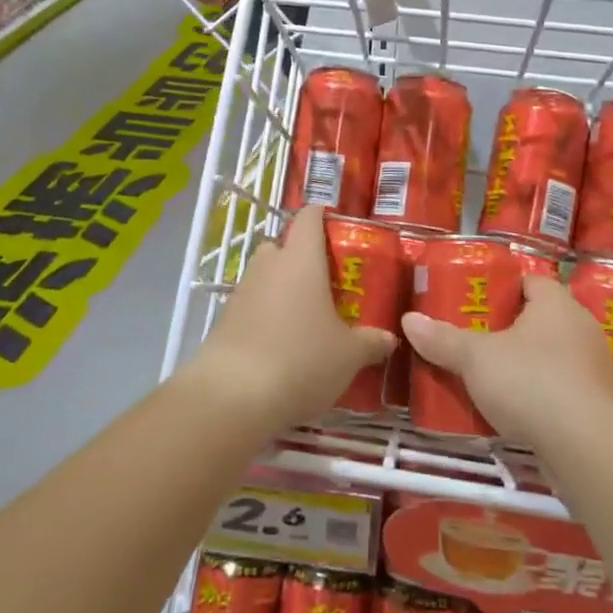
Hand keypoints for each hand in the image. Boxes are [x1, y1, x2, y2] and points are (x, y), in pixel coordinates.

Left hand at [185, 206, 395, 433]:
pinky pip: (251, 306)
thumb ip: (371, 342)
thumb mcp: (348, 355)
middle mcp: (268, 264)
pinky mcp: (224, 320)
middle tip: (326, 284)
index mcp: (301, 258)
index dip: (323, 217)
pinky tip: (281, 346)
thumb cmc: (301, 359)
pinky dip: (265, 317)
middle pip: (283, 245)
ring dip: (282, 290)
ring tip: (306, 319)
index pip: (309, 216)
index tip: (340, 232)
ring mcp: (241, 291)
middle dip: (301, 259)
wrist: (233, 396)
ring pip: (265, 276)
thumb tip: (388, 339)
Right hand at [402, 274, 612, 448]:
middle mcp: (582, 327)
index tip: (476, 304)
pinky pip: (565, 389)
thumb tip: (409, 320)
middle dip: (510, 330)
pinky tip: (518, 411)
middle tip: (476, 340)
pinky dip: (543, 395)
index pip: (530, 282)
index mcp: (556, 303)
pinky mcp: (600, 406)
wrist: (588, 448)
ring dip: (528, 365)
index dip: (503, 289)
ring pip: (554, 356)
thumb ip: (443, 339)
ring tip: (492, 377)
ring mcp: (596, 368)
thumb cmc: (531, 382)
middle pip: (541, 319)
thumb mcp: (476, 359)